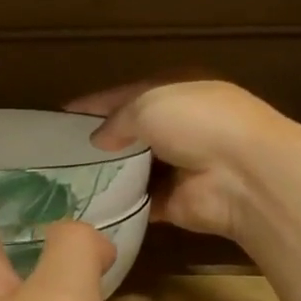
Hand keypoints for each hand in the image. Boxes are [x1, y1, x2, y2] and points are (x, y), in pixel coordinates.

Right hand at [71, 80, 293, 242]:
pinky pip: (140, 203)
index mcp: (178, 93)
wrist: (241, 175)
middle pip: (132, 134)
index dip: (96, 104)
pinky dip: (120, 206)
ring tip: (66, 181)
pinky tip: (89, 207)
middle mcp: (180, 128)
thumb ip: (118, 120)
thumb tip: (99, 140)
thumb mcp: (149, 105)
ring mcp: (178, 167)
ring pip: (134, 170)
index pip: (129, 95)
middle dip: (101, 142)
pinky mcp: (174, 202)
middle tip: (59, 153)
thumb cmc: (197, 123)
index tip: (63, 115)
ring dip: (108, 175)